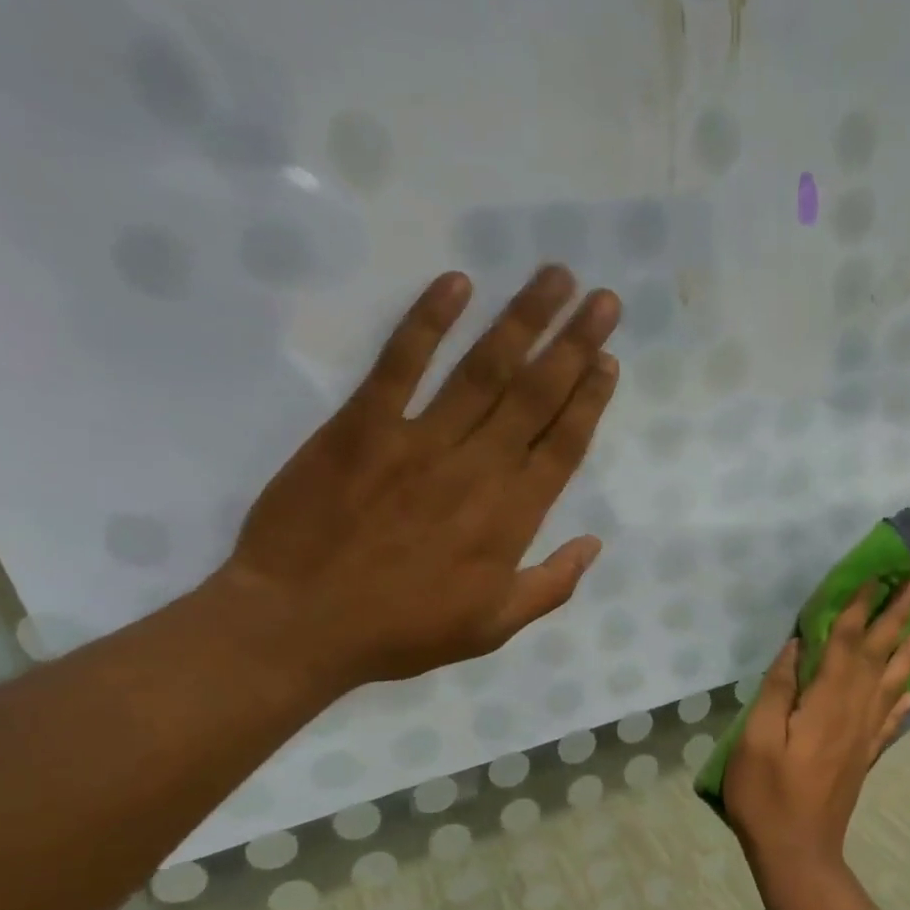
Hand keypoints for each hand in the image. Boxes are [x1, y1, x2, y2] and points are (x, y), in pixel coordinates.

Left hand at [212, 265, 620, 694]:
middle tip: (604, 299)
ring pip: (483, 370)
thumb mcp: (493, 628)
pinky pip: (400, 364)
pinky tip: (457, 284)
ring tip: (554, 278)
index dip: (589, 399)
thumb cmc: (403, 631)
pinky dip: (427, 322)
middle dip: (574, 344)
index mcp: (511, 518)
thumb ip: (550, 587)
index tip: (609, 359)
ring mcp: (419, 441)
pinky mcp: (362, 426)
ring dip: (522, 320)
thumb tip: (594, 545)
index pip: (563, 445)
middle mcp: (477, 469)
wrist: (301, 624)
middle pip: (535, 396)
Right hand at [724, 582, 909, 871]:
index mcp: (825, 703)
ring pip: (892, 684)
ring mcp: (863, 736)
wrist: (798, 852)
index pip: (846, 644)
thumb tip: (795, 647)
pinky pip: (890, 720)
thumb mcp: (754, 739)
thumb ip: (775, 690)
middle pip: (877, 656)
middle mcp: (853, 712)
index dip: (859, 609)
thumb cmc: (766, 796)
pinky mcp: (865, 757)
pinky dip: (902, 700)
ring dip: (909, 653)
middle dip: (895, 618)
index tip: (874, 578)